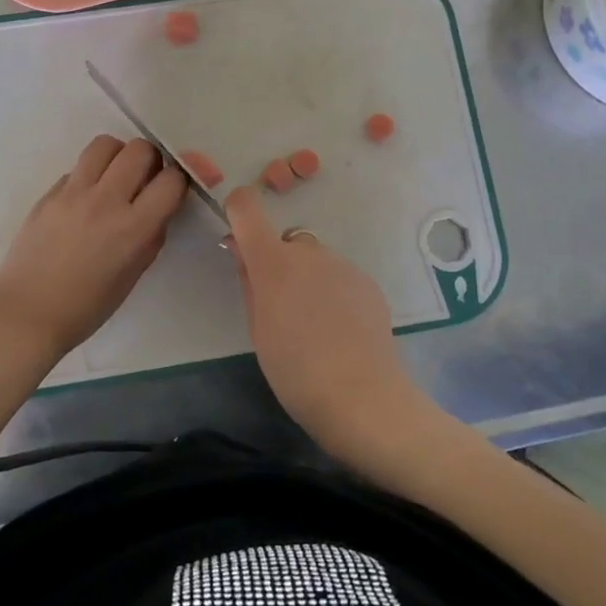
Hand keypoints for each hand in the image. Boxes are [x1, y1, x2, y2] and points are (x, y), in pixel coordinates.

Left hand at [0, 135, 187, 360]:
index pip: (171, 180)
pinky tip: (84, 200)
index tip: (172, 189)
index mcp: (133, 228)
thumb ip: (151, 236)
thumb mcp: (133, 275)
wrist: (26, 313)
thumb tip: (158, 210)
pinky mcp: (49, 192)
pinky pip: (78, 167)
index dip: (178, 180)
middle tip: (144, 179)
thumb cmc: (86, 307)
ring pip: (105, 144)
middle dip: (150, 159)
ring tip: (115, 177)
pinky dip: (90, 175)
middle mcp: (106, 201)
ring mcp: (73, 192)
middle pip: (140, 149)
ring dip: (118, 156)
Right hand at [224, 185, 437, 461]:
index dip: (238, 211)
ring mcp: (342, 264)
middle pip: (286, 243)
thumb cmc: (294, 369)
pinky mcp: (367, 282)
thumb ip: (249, 282)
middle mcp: (308, 252)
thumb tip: (242, 252)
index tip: (238, 237)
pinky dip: (335, 293)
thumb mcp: (257, 329)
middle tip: (282, 308)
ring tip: (316, 326)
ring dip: (309, 279)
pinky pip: (340, 277)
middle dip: (280, 264)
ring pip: (316, 261)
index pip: (246, 208)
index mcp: (272, 261)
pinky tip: (341, 331)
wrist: (361, 396)